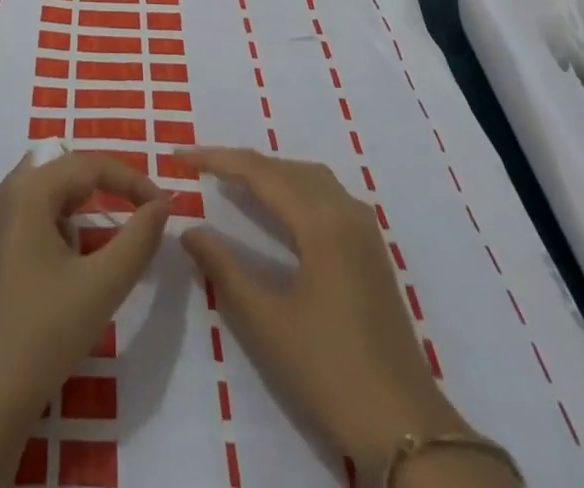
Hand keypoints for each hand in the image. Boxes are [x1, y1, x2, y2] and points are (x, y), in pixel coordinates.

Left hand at [0, 151, 171, 487]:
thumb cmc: (45, 335)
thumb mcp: (102, 286)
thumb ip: (138, 239)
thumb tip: (161, 205)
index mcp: (27, 190)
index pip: (88, 165)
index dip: (130, 180)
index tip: (162, 205)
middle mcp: (2, 192)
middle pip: (62, 171)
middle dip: (103, 188)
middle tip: (138, 213)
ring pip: (42, 190)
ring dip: (75, 205)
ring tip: (99, 241)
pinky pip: (23, 212)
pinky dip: (49, 220)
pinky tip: (60, 255)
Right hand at [181, 148, 477, 482]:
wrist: (405, 427)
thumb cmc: (329, 371)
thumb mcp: (265, 320)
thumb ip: (223, 268)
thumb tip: (188, 229)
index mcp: (321, 221)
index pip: (258, 171)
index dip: (215, 159)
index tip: (179, 156)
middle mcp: (345, 211)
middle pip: (285, 168)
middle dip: (240, 162)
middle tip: (199, 167)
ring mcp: (363, 229)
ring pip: (308, 178)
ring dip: (269, 173)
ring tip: (231, 180)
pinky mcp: (370, 249)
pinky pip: (325, 195)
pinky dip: (293, 188)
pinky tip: (277, 208)